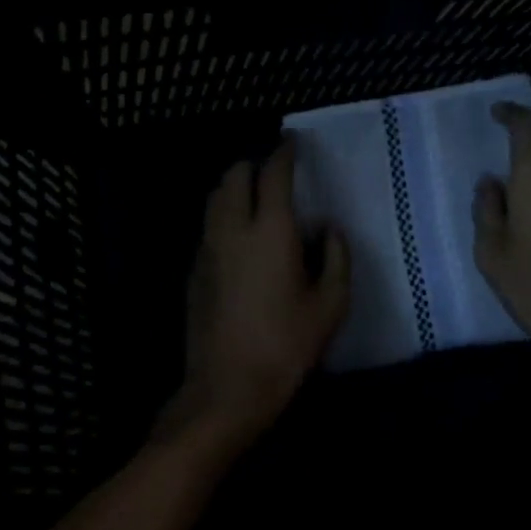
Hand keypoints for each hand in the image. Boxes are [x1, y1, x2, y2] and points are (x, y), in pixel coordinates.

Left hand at [162, 138, 349, 454]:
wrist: (227, 388)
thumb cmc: (286, 346)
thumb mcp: (330, 305)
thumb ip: (336, 257)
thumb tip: (328, 229)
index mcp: (270, 231)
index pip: (273, 174)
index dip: (283, 152)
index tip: (292, 141)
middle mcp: (232, 229)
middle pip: (233, 176)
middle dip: (252, 164)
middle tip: (273, 171)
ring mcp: (207, 249)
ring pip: (214, 198)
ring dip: (233, 187)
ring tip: (255, 197)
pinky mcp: (194, 270)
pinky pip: (208, 225)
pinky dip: (224, 215)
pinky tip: (240, 236)